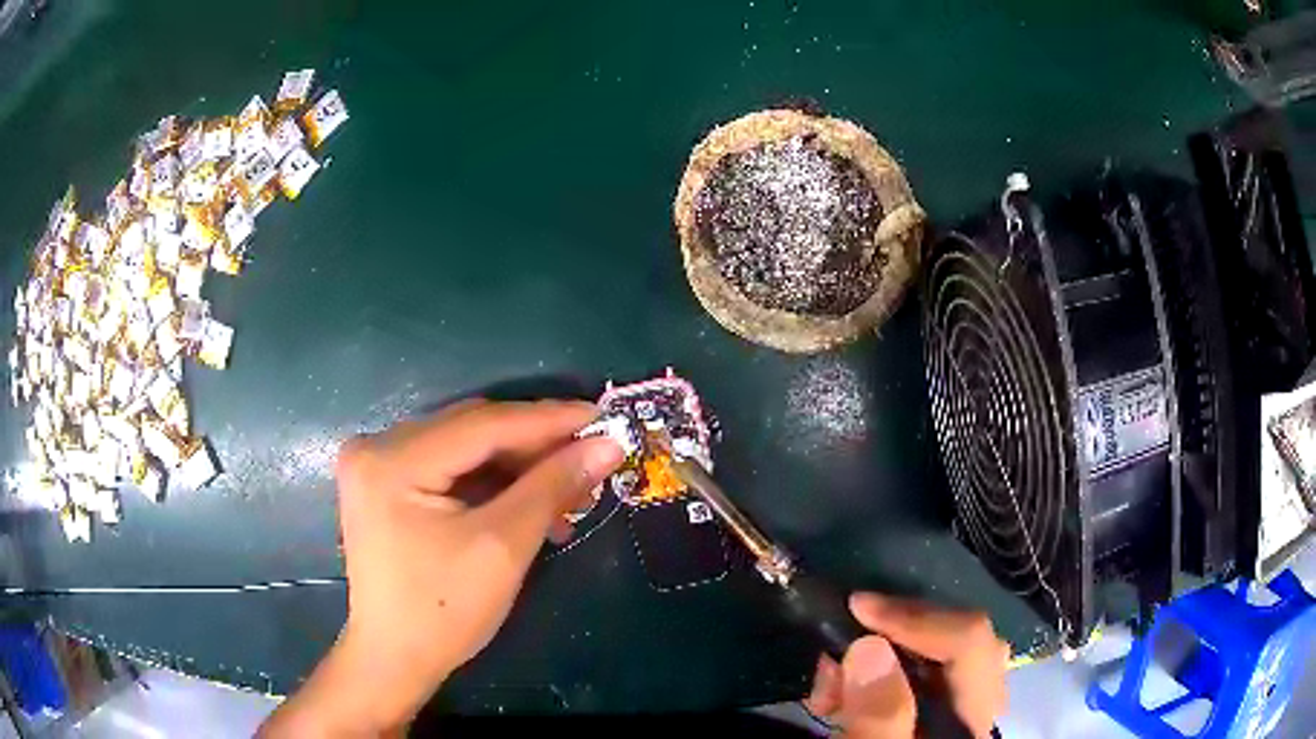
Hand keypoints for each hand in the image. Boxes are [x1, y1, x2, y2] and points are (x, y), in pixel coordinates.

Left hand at [260, 400, 622, 736]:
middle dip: (534, 443)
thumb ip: (552, 486)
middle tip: (591, 453)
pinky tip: (530, 501)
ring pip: (463, 446)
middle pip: (471, 429)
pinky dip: (491, 480)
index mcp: (392, 460)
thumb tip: (606, 445)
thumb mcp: (502, 547)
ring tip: (569, 487)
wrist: (394, 659)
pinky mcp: (384, 483)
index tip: (603, 416)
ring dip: (517, 464)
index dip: (548, 419)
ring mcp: (376, 464)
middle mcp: (376, 446)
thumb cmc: (444, 613)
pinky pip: (448, 466)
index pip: (482, 424)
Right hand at [805, 593, 1009, 737]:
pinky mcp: (936, 712)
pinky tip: (842, 696)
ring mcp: (960, 709)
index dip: (917, 617)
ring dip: (885, 653)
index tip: (856, 608)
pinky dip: (880, 671)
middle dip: (898, 634)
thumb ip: (877, 720)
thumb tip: (868, 646)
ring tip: (832, 685)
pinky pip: (923, 672)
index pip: (969, 643)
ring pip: (943, 652)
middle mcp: (979, 706)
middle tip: (839, 651)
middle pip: (964, 639)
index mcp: (972, 720)